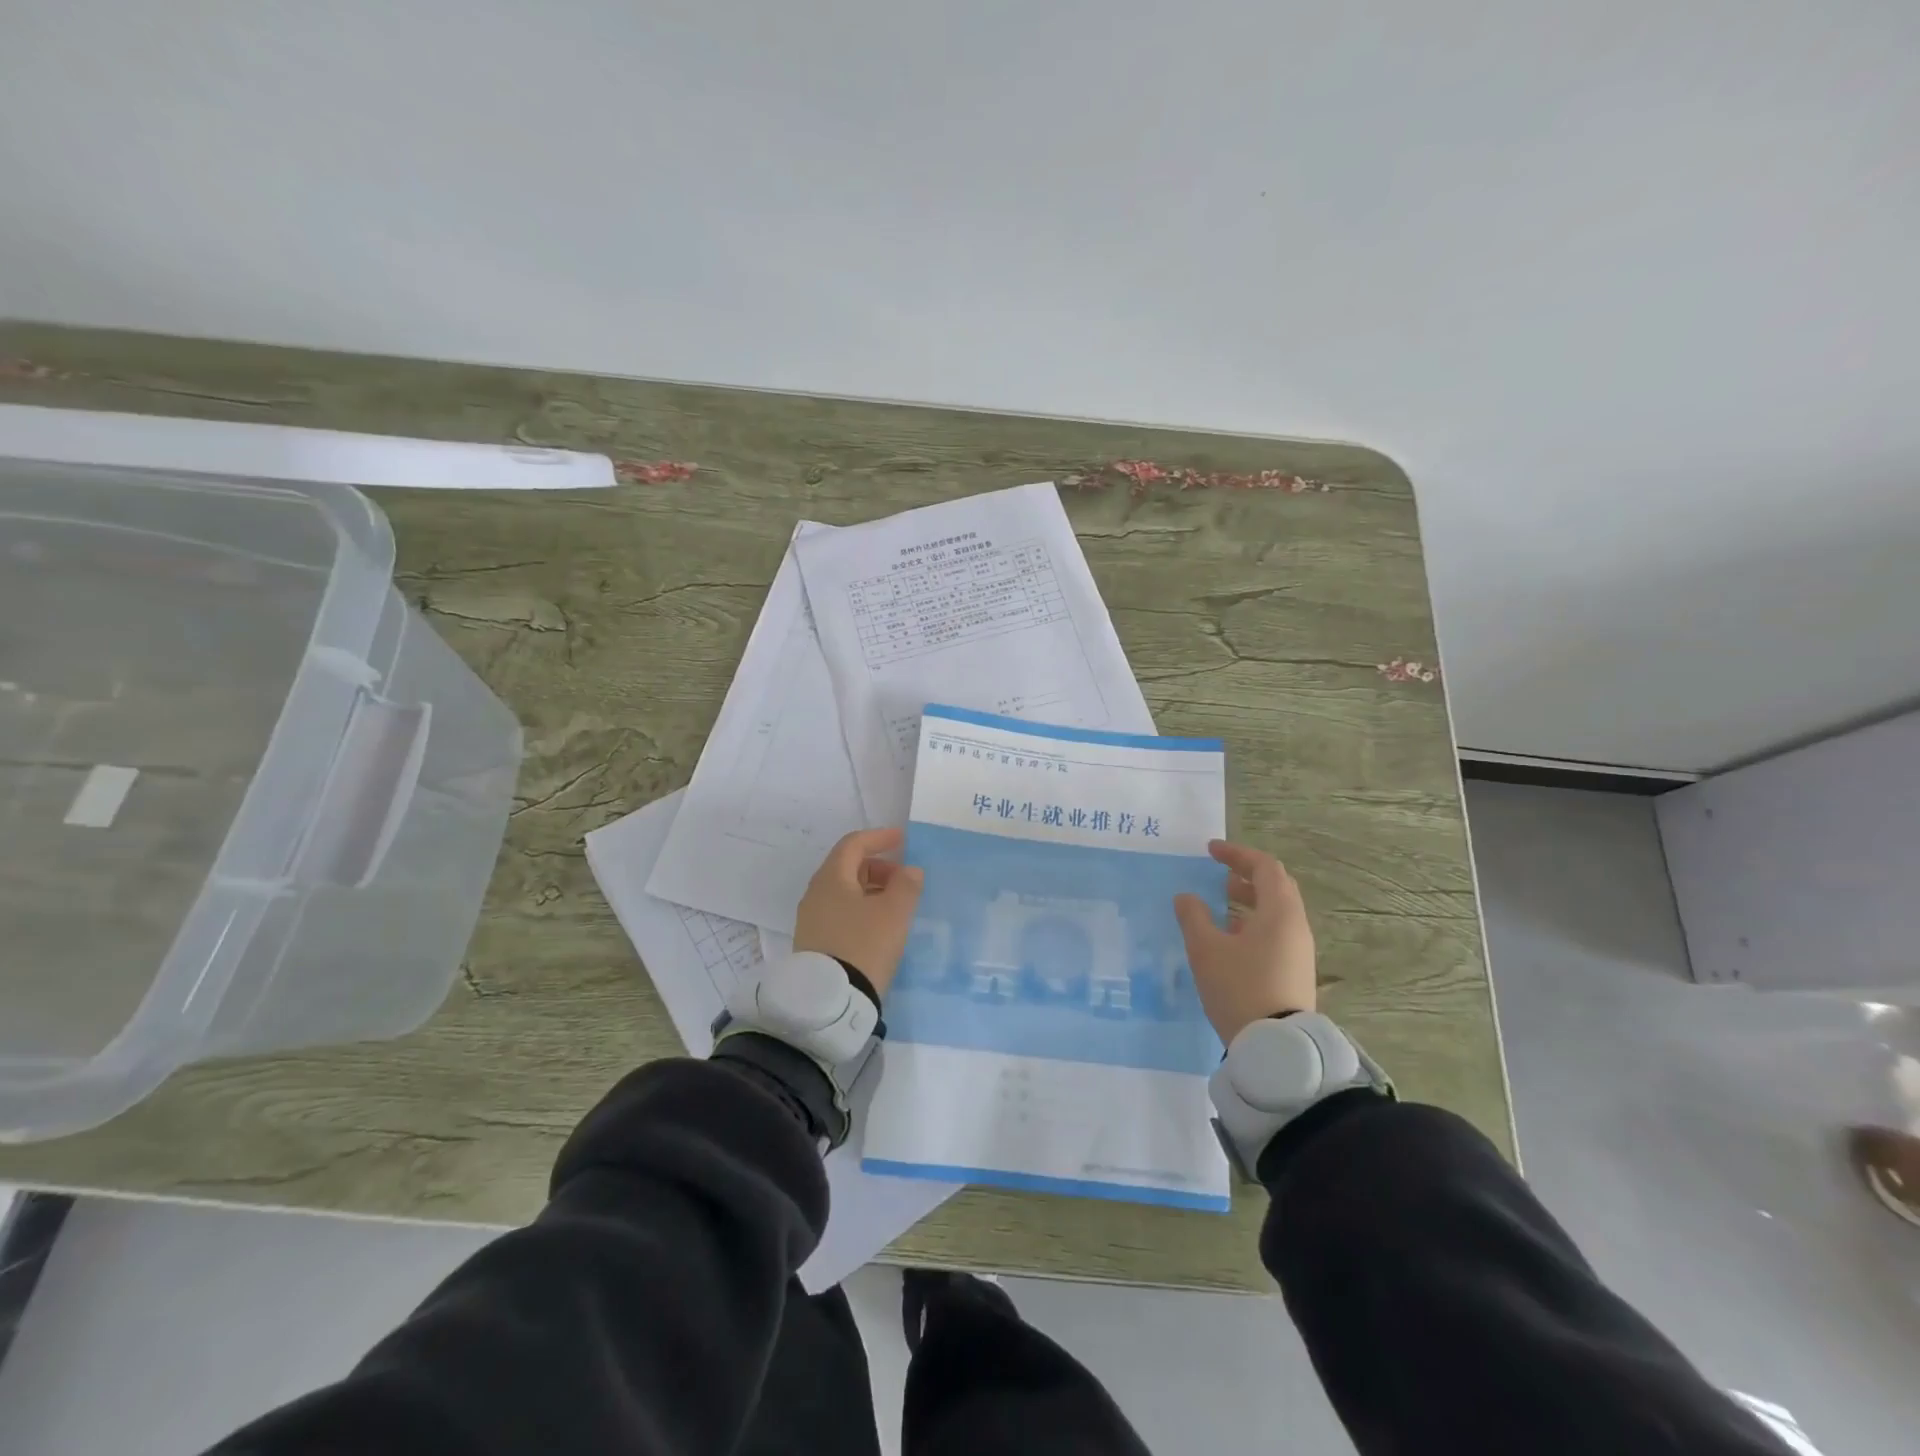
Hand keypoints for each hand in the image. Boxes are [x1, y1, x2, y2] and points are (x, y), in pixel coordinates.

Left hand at [793, 828, 924, 999]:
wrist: (831, 1001)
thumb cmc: (864, 945)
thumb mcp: (894, 913)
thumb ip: (906, 885)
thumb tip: (909, 871)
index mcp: (831, 878)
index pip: (853, 844)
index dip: (879, 838)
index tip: (902, 840)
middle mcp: (815, 894)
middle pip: (847, 867)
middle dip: (878, 867)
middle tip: (903, 879)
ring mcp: (812, 921)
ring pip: (844, 893)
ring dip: (871, 890)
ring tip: (896, 906)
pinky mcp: (814, 944)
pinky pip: (840, 914)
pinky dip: (861, 910)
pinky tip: (879, 928)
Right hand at [1173, 840, 1314, 1044]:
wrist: (1275, 1048)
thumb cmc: (1239, 988)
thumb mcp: (1206, 950)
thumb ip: (1193, 917)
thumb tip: (1186, 897)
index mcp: (1279, 912)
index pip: (1264, 867)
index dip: (1237, 854)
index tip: (1211, 850)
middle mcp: (1296, 926)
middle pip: (1276, 886)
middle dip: (1247, 874)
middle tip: (1220, 873)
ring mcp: (1299, 951)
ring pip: (1277, 911)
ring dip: (1251, 899)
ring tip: (1223, 901)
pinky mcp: (1295, 971)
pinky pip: (1277, 932)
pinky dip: (1255, 921)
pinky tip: (1232, 936)